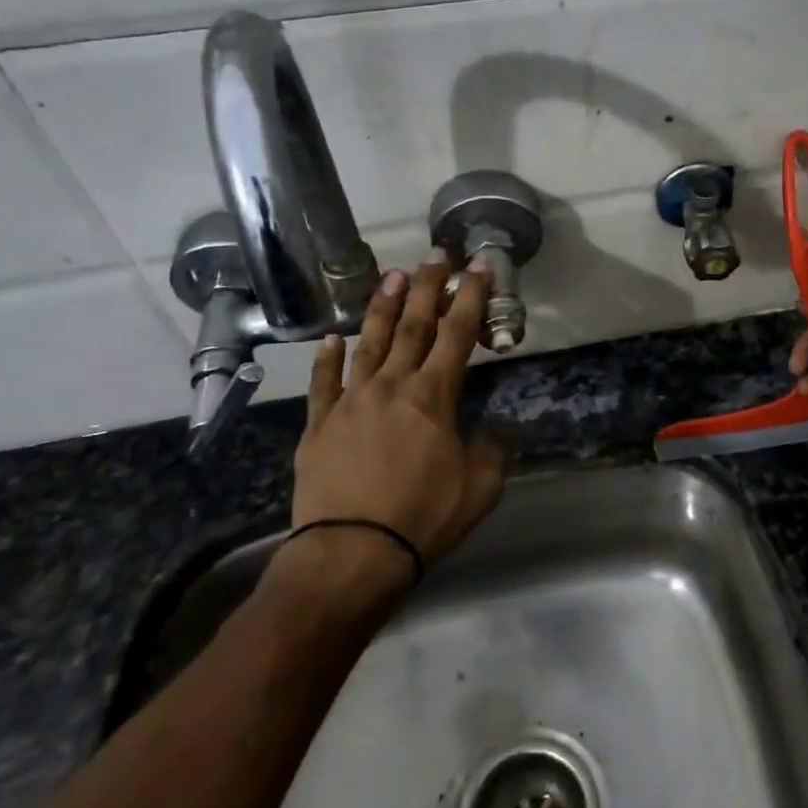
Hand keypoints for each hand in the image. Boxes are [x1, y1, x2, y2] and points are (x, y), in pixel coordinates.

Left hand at [291, 252, 506, 570]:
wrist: (352, 553)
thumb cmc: (424, 518)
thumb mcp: (481, 487)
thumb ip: (489, 450)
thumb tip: (485, 431)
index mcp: (434, 397)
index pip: (458, 334)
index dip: (471, 296)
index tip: (477, 265)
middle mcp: (392, 386)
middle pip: (414, 326)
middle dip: (428, 287)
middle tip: (435, 254)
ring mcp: (350, 402)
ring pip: (369, 343)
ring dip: (383, 308)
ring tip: (393, 276)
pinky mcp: (318, 425)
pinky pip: (323, 383)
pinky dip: (327, 358)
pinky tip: (330, 339)